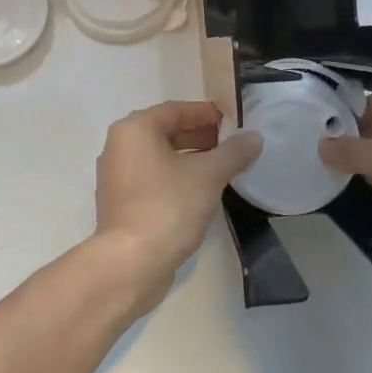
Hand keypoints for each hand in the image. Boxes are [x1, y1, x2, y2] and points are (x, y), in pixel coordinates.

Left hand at [91, 100, 261, 307]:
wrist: (131, 262)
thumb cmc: (168, 206)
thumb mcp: (208, 175)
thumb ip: (233, 152)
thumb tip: (255, 137)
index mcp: (134, 130)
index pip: (176, 110)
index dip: (207, 114)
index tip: (234, 122)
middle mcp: (119, 147)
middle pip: (165, 132)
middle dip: (200, 136)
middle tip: (232, 145)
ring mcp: (116, 177)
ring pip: (159, 157)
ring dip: (190, 159)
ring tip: (223, 168)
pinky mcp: (121, 203)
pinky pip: (153, 179)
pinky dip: (176, 178)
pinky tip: (201, 191)